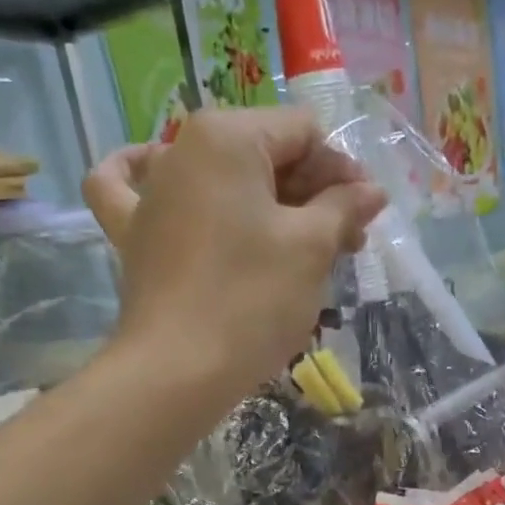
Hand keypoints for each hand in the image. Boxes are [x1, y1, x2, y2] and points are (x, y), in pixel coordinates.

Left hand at [83, 108, 386, 395]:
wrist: (179, 370)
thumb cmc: (252, 300)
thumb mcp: (311, 248)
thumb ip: (343, 208)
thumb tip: (371, 191)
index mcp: (227, 137)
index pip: (304, 134)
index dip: (343, 172)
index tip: (365, 218)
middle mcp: (182, 149)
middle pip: (265, 154)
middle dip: (313, 194)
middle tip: (346, 244)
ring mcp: (152, 192)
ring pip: (221, 178)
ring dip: (265, 201)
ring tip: (296, 240)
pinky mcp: (134, 232)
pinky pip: (133, 188)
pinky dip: (147, 178)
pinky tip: (156, 174)